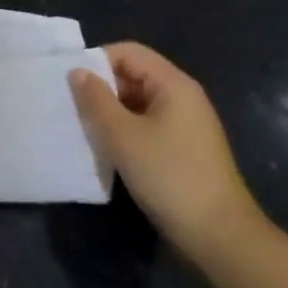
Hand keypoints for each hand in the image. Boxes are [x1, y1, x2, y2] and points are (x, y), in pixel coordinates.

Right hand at [69, 43, 269, 268]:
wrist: (218, 234)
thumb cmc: (168, 176)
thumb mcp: (122, 136)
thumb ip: (96, 100)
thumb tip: (77, 71)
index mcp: (173, 84)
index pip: (128, 52)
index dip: (96, 60)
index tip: (68, 83)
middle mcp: (183, 97)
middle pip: (134, 75)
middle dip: (101, 88)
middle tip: (69, 107)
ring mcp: (186, 125)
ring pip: (138, 103)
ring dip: (111, 112)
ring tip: (81, 128)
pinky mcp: (183, 149)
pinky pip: (147, 126)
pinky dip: (125, 131)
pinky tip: (106, 150)